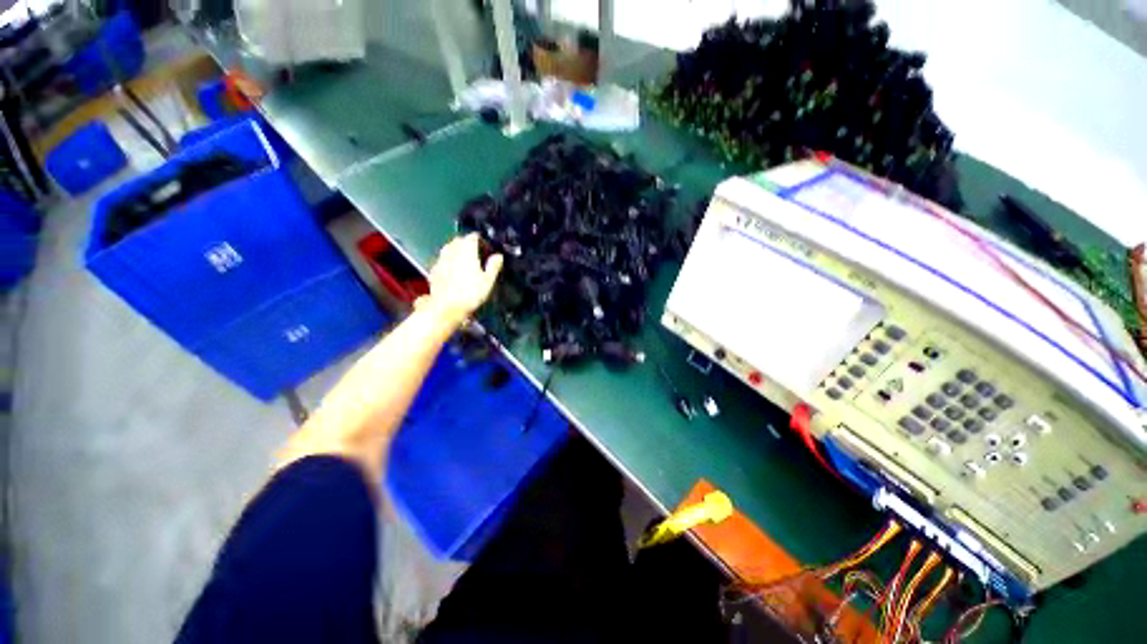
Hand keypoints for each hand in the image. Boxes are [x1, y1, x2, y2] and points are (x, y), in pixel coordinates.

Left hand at [419, 234, 502, 327]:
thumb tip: (498, 256)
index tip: (484, 244)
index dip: (479, 239)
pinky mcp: (434, 270)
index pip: (472, 237)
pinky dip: (448, 260)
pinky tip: (452, 269)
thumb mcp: (488, 281)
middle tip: (474, 250)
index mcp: (467, 251)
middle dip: (466, 242)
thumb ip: (493, 266)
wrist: (446, 307)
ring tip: (463, 258)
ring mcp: (441, 260)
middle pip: (458, 240)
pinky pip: (442, 259)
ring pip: (448, 248)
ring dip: (455, 249)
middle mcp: (452, 251)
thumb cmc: (471, 293)